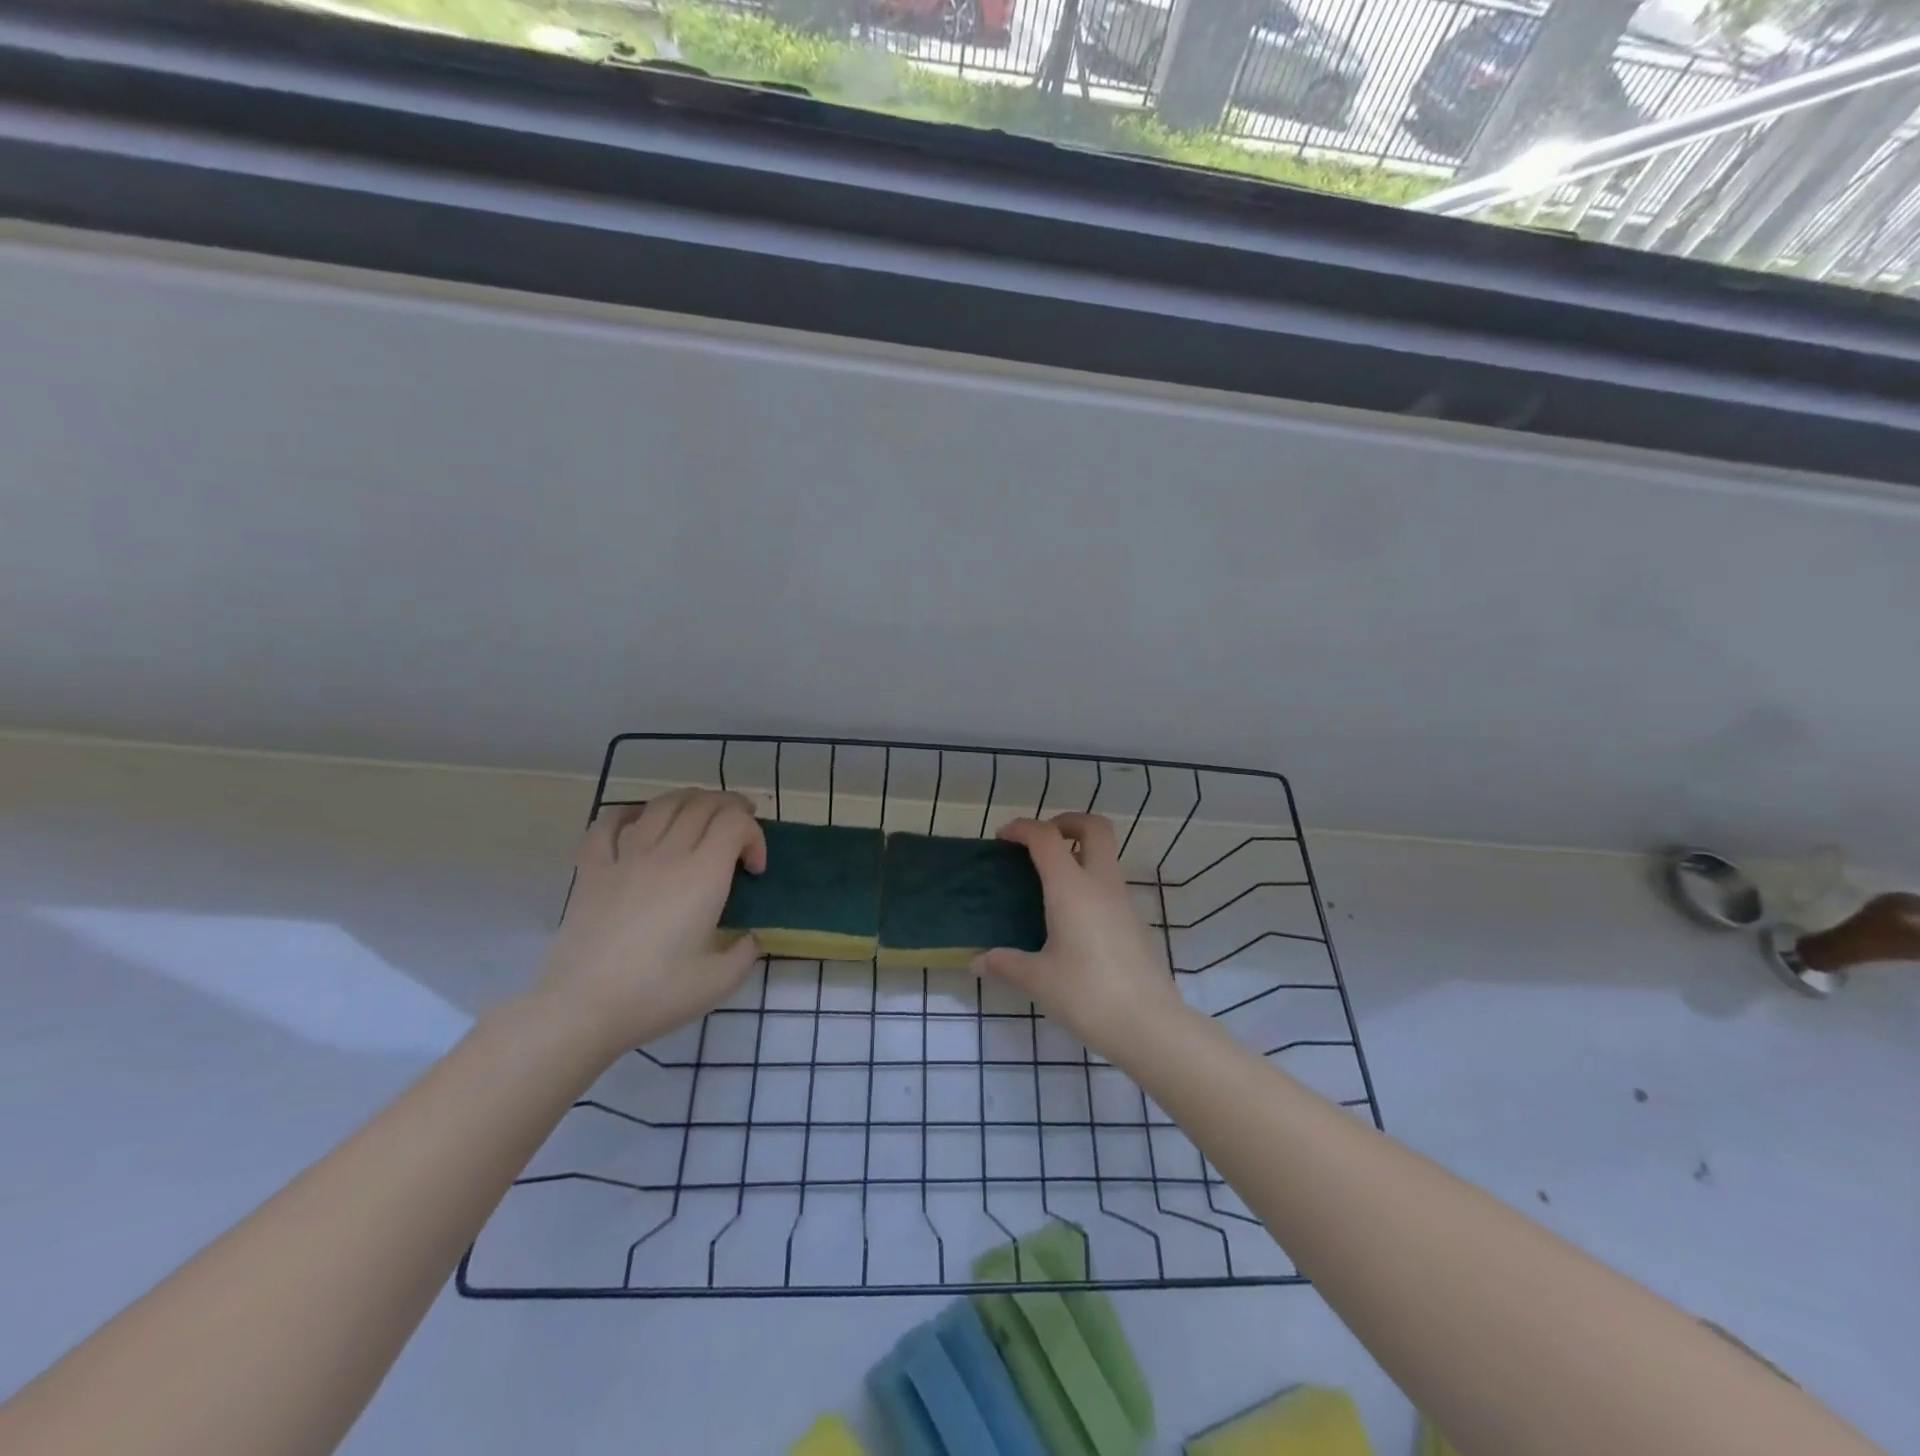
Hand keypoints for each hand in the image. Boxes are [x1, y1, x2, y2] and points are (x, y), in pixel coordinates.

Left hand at [535, 789, 765, 1054]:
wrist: (582, 1008)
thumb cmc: (656, 994)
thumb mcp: (720, 982)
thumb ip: (745, 953)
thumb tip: (748, 938)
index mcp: (703, 876)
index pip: (735, 823)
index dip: (755, 836)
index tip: (754, 869)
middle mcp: (667, 855)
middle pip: (703, 804)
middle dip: (730, 807)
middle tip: (740, 828)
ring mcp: (625, 858)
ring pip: (662, 804)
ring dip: (689, 800)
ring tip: (700, 814)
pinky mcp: (592, 870)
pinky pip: (608, 824)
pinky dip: (628, 813)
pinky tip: (639, 821)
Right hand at [973, 813, 1185, 1061]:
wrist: (1149, 1026)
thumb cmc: (1087, 995)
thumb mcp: (1038, 980)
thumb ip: (1006, 964)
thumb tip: (977, 961)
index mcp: (1072, 888)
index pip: (1046, 837)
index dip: (1022, 828)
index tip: (1003, 838)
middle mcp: (1101, 884)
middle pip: (1094, 828)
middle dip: (1066, 822)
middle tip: (1040, 843)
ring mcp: (1123, 902)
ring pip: (1105, 856)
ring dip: (1079, 853)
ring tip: (1048, 881)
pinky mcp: (1134, 922)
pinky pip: (1109, 884)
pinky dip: (1088, 882)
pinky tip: (1070, 916)